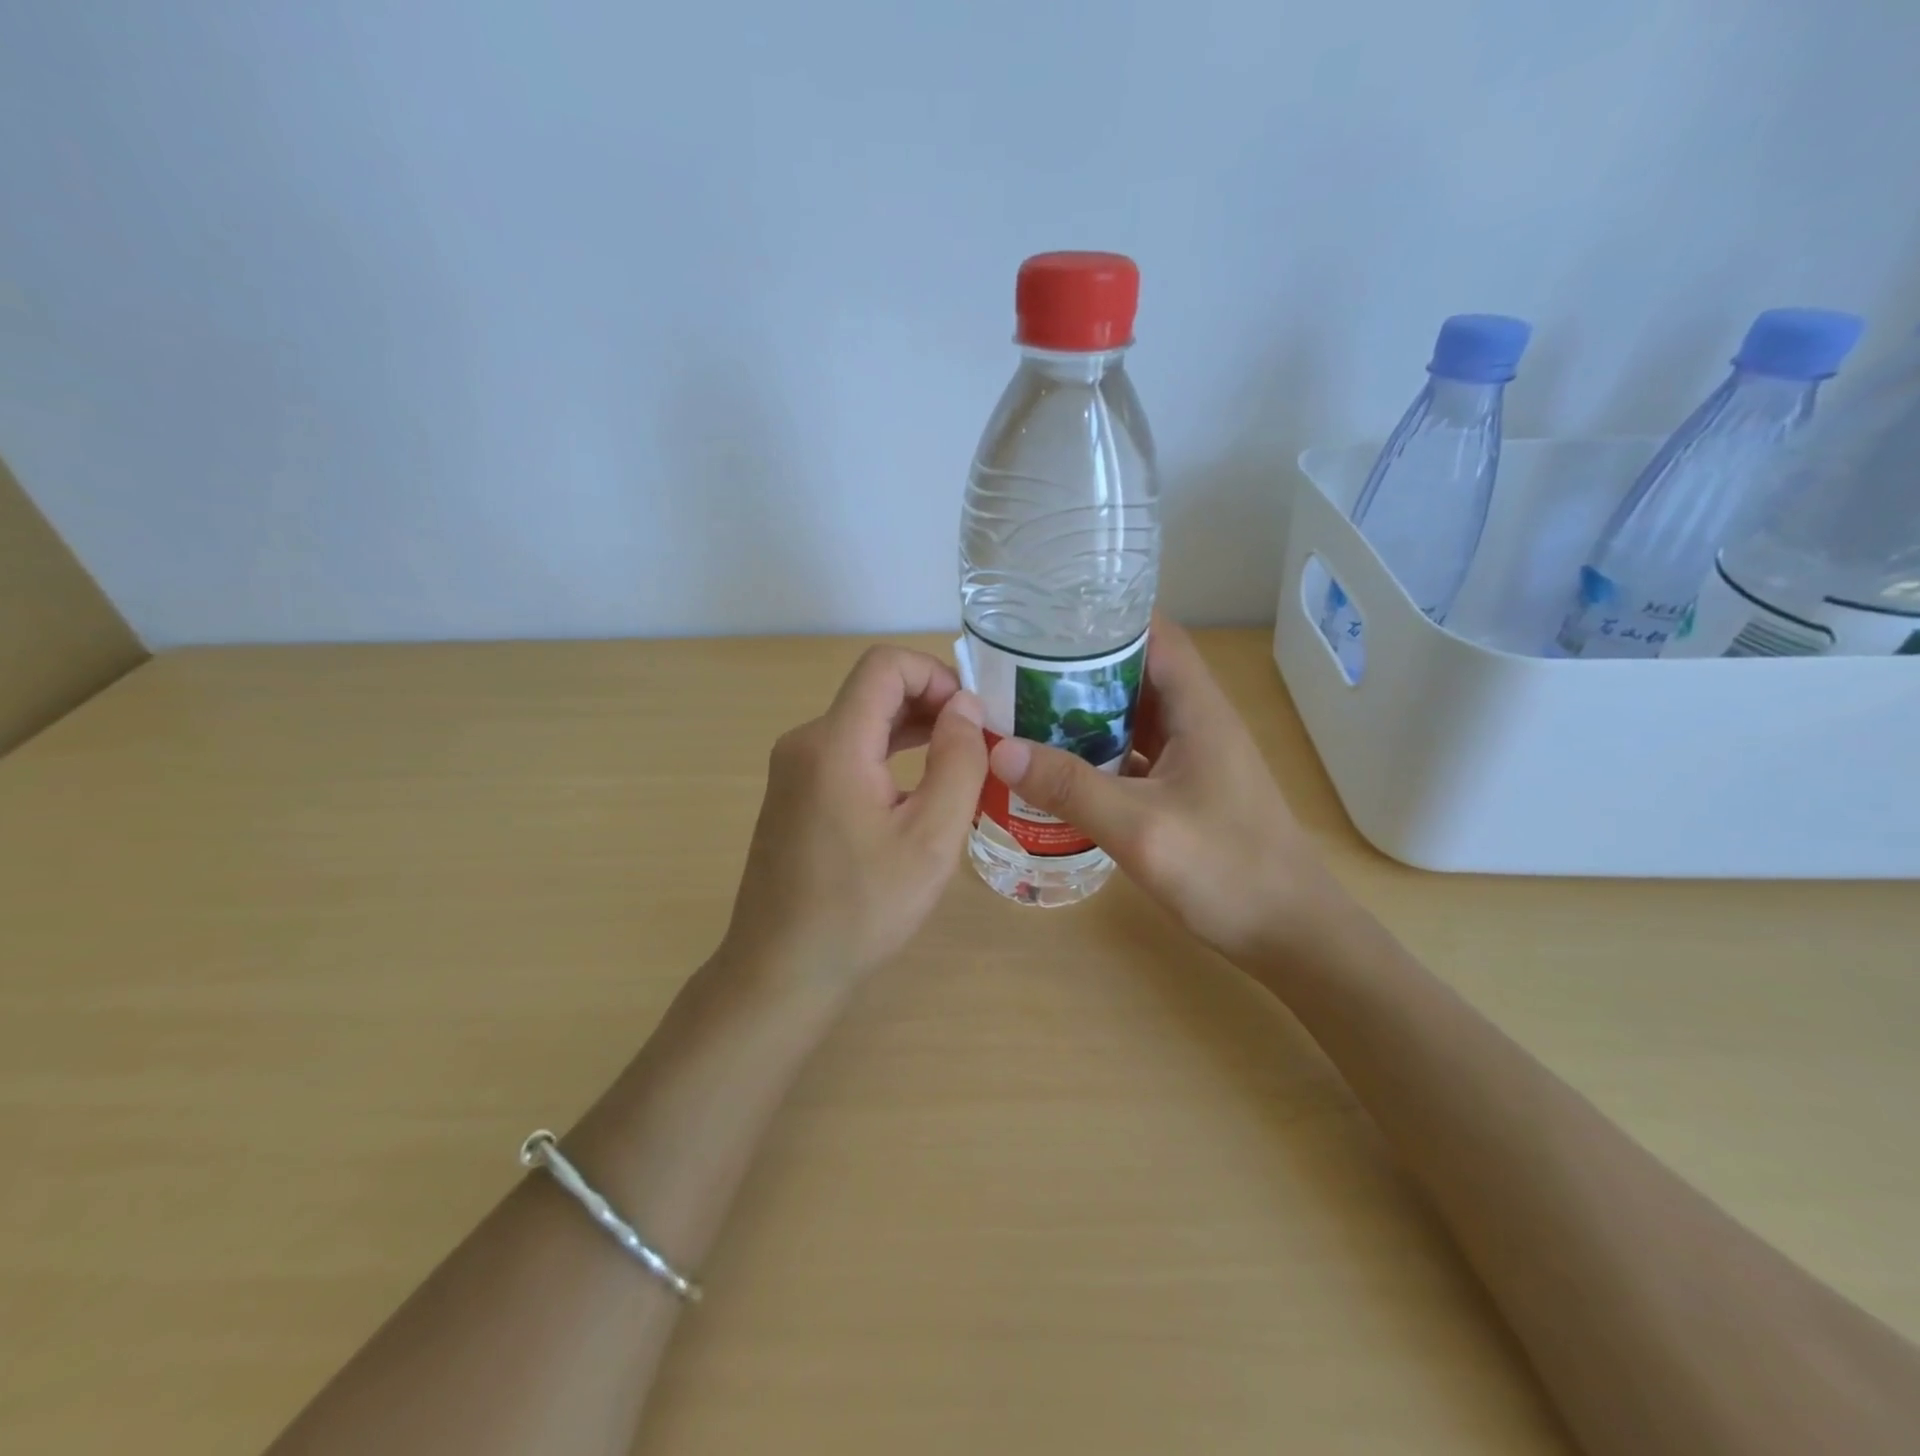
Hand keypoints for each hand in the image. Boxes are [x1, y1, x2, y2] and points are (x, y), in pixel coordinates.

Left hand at [718, 646, 986, 993]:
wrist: (781, 970)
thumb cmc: (863, 909)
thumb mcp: (931, 838)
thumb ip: (958, 762)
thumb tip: (965, 707)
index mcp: (834, 744)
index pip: (885, 665)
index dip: (936, 674)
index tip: (972, 717)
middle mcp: (805, 742)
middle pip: (873, 690)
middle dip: (931, 703)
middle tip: (978, 744)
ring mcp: (793, 769)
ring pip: (861, 721)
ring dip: (912, 730)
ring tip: (959, 764)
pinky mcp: (793, 794)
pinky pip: (846, 752)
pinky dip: (887, 754)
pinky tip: (918, 790)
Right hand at [986, 618, 1340, 964]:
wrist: (1292, 936)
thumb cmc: (1227, 872)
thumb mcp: (1140, 828)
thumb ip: (1071, 789)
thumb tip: (1000, 751)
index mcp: (1199, 710)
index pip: (1156, 635)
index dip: (1107, 619)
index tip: (1048, 620)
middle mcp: (1199, 723)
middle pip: (1138, 672)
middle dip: (1082, 667)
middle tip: (1018, 671)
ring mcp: (1195, 759)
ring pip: (1135, 717)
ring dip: (1088, 713)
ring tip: (1027, 711)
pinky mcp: (1187, 792)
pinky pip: (1137, 756)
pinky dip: (1100, 754)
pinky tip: (1061, 768)